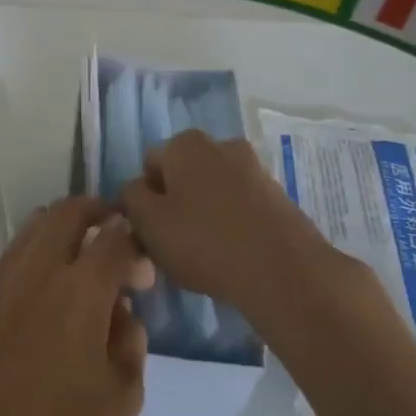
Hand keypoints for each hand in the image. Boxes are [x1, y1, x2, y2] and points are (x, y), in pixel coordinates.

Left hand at [0, 197, 152, 415]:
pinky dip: (39, 245)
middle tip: (118, 235)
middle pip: (68, 213)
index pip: (114, 237)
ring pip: (36, 225)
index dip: (135, 241)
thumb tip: (120, 310)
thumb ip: (130, 339)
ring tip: (87, 249)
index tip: (145, 270)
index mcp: (81, 291)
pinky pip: (16, 252)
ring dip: (64, 224)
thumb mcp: (123, 395)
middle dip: (98, 213)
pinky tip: (54, 276)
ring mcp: (7, 284)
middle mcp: (40, 273)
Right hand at [122, 130, 364, 321]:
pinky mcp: (278, 194)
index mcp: (185, 144)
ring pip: (213, 188)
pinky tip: (232, 253)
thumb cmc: (204, 242)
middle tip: (173, 241)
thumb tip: (135, 188)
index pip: (149, 163)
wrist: (284, 270)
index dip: (143, 197)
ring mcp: (254, 168)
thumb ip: (131, 197)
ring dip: (204, 211)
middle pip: (183, 173)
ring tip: (204, 252)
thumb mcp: (148, 222)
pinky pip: (241, 204)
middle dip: (175, 201)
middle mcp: (220, 145)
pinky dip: (232, 221)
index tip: (149, 229)